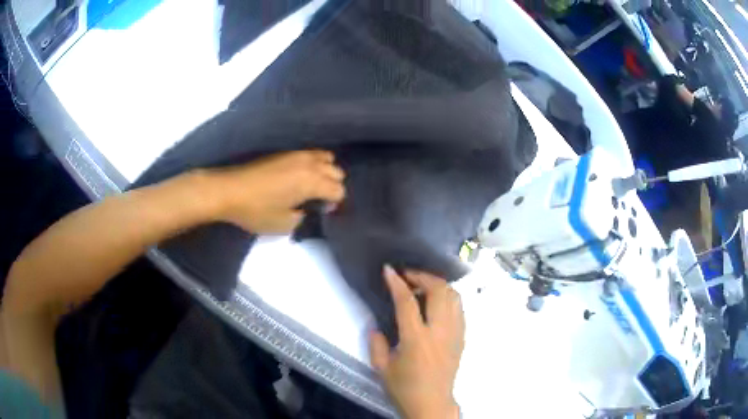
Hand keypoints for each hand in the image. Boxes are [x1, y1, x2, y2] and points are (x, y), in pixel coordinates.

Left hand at [208, 150, 344, 233]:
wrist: (229, 191)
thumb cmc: (257, 210)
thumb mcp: (284, 224)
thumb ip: (304, 217)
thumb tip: (308, 208)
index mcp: (312, 182)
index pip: (338, 190)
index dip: (334, 204)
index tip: (321, 213)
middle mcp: (309, 164)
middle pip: (336, 171)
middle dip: (332, 186)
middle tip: (318, 200)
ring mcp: (296, 155)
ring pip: (325, 158)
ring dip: (324, 171)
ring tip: (311, 185)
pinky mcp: (284, 153)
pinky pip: (310, 154)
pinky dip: (313, 164)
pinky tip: (300, 176)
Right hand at [370, 266, 464, 418]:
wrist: (432, 404)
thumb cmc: (405, 388)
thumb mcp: (382, 368)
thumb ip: (376, 344)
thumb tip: (376, 327)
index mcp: (416, 339)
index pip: (407, 302)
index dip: (397, 283)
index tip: (389, 270)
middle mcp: (439, 332)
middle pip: (439, 291)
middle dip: (423, 277)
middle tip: (408, 276)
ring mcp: (455, 334)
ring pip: (454, 296)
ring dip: (438, 285)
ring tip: (423, 286)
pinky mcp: (462, 338)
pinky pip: (459, 309)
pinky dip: (449, 298)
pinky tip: (437, 303)